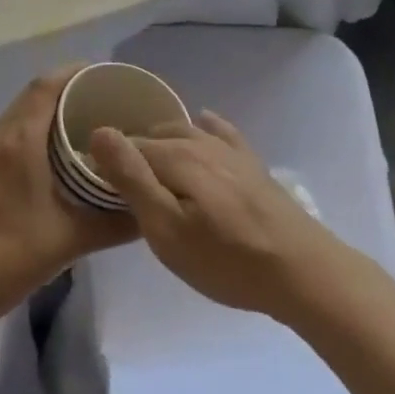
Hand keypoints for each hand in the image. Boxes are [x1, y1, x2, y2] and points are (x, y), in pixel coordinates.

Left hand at [0, 66, 134, 332]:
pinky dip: (21, 142)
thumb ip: (116, 223)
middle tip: (97, 107)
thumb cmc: (10, 257)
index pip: (47, 85)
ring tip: (72, 136)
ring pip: (12, 122)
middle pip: (30, 99)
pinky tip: (36, 170)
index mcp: (19, 141)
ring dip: (41, 120)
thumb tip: (149, 210)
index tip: (102, 76)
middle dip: (63, 95)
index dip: (74, 72)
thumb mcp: (71, 240)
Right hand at [89, 112, 347, 325]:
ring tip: (148, 159)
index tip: (94, 184)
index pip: (128, 146)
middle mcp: (201, 141)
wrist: (299, 270)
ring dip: (163, 139)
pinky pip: (221, 130)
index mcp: (176, 155)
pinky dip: (205, 125)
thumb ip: (132, 179)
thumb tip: (100, 132)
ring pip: (185, 130)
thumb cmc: (225, 259)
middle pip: (156, 136)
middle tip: (118, 181)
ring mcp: (230, 150)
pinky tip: (202, 122)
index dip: (107, 162)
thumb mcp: (166, 229)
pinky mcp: (251, 163)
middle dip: (134, 149)